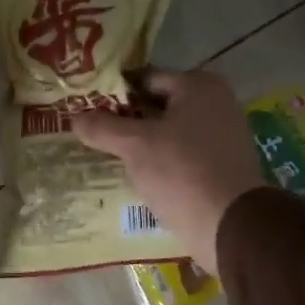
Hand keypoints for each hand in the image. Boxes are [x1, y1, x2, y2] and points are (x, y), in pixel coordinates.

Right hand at [71, 69, 263, 276]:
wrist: (230, 226)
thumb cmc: (182, 172)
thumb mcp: (135, 146)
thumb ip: (102, 128)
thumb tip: (75, 117)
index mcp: (199, 86)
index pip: (145, 78)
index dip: (114, 93)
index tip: (86, 108)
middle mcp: (216, 104)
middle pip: (157, 106)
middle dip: (125, 120)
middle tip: (92, 133)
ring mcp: (221, 136)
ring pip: (168, 133)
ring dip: (141, 144)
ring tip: (107, 156)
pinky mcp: (220, 166)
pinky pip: (180, 156)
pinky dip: (159, 162)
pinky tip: (135, 176)